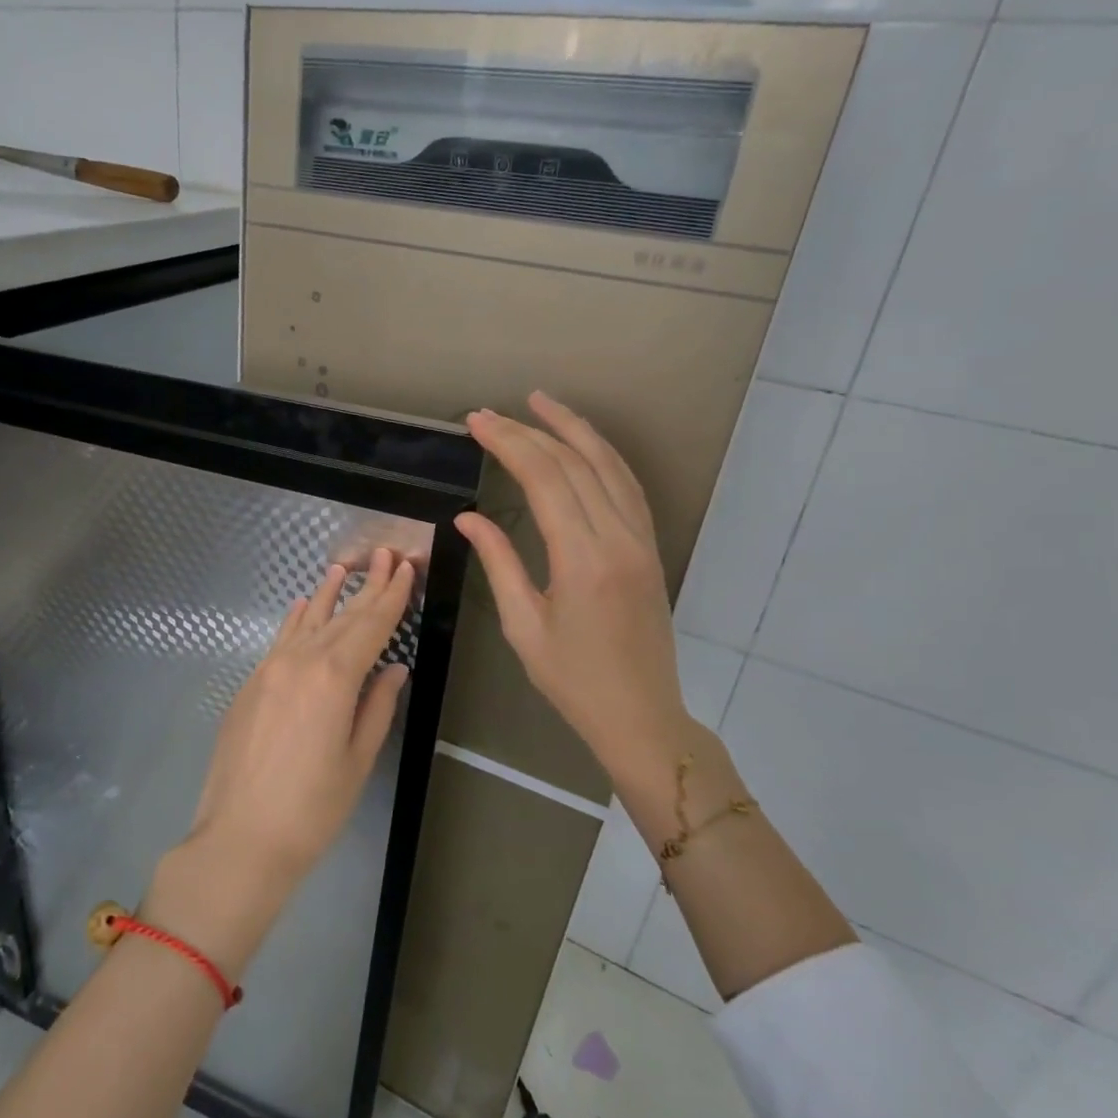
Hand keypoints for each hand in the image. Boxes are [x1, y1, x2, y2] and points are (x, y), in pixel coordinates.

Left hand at [185, 547, 414, 884]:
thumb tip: (393, 668)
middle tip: (385, 555)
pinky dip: (296, 620)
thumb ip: (377, 706)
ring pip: (306, 622)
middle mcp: (300, 661)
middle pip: (341, 617)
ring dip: (328, 595)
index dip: (391, 596)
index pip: (371, 626)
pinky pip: (280, 640)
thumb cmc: (312, 808)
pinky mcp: (250, 684)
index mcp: (334, 678)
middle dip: (367, 587)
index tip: (406, 568)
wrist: (240, 838)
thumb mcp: (357, 760)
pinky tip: (302, 605)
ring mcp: (269, 669)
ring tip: (343, 568)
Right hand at [456, 393, 702, 796]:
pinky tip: (581, 443)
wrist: (641, 715)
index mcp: (582, 559)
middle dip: (529, 430)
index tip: (476, 422)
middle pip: (574, 463)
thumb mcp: (523, 625)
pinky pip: (627, 486)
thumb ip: (499, 562)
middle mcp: (618, 538)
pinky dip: (602, 455)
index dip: (508, 443)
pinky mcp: (649, 547)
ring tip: (540, 402)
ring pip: (609, 465)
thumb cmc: (573, 680)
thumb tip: (468, 517)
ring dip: (573, 429)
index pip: (544, 479)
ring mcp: (641, 540)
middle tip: (490, 413)